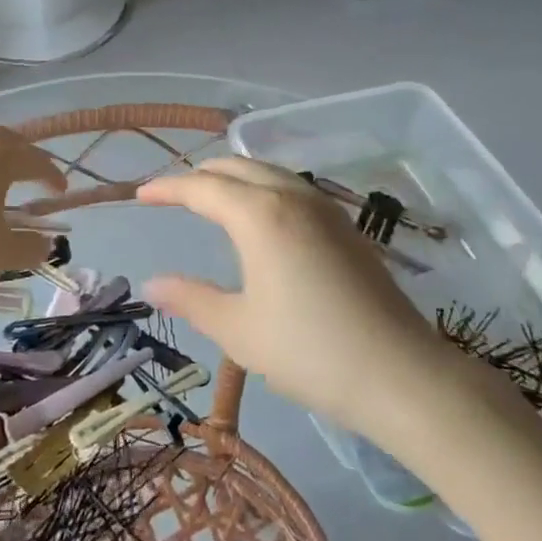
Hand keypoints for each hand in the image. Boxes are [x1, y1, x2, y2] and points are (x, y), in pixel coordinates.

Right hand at [136, 158, 455, 436]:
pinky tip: (262, 216)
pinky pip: (292, 187)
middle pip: (236, 167)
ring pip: (268, 172)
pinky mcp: (345, 225)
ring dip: (234, 176)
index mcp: (259, 214)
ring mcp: (324, 207)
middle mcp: (291, 196)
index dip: (167, 188)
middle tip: (173, 195)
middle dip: (200, 175)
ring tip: (213, 198)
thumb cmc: (309, 351)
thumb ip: (192, 299)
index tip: (141, 195)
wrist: (400, 373)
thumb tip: (151, 284)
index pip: (202, 187)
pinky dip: (263, 187)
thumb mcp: (239, 330)